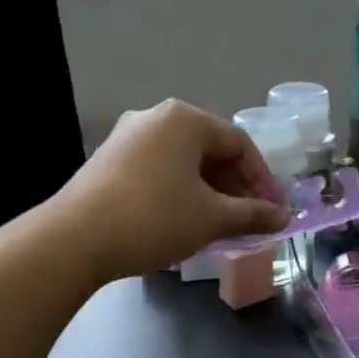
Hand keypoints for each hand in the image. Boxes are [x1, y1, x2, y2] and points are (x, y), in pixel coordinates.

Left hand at [53, 100, 288, 281]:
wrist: (74, 239)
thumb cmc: (154, 218)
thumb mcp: (211, 218)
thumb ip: (252, 214)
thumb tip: (283, 217)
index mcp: (184, 119)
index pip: (239, 143)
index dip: (262, 179)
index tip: (273, 211)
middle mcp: (155, 117)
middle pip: (209, 149)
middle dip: (235, 186)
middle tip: (250, 219)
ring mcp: (127, 137)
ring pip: (183, 162)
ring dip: (208, 191)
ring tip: (220, 225)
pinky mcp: (108, 160)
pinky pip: (158, 169)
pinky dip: (180, 191)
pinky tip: (184, 220)